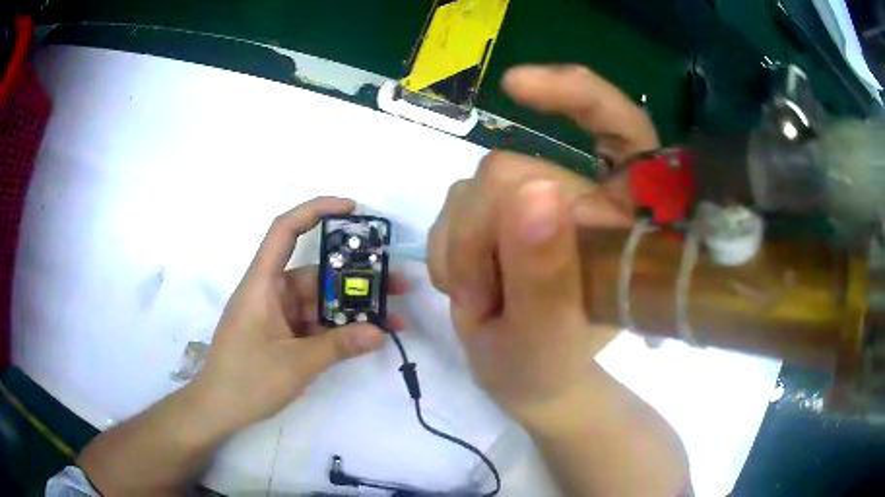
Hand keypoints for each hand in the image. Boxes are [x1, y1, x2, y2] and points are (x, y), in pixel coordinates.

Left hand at [190, 197, 407, 432]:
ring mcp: (278, 315)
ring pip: (320, 301)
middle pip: (315, 272)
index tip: (352, 208)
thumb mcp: (296, 364)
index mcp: (262, 284)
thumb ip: (338, 346)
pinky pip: (316, 323)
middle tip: (397, 283)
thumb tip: (381, 332)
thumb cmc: (246, 380)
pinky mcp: (283, 334)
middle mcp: (271, 292)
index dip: (316, 210)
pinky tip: (367, 336)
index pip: (284, 231)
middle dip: (356, 277)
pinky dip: (340, 329)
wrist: (218, 409)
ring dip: (352, 308)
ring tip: (393, 317)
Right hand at [428, 65, 658, 423]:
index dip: (580, 96)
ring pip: (474, 187)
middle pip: (512, 170)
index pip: (622, 131)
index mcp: (622, 222)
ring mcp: (538, 202)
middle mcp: (584, 199)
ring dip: (463, 250)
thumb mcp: (546, 337)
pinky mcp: (500, 211)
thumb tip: (526, 187)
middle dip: (482, 237)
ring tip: (480, 301)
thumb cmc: (550, 369)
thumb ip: (543, 272)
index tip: (516, 87)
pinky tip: (466, 285)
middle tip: (483, 299)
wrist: (528, 383)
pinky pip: (453, 203)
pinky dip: (449, 249)